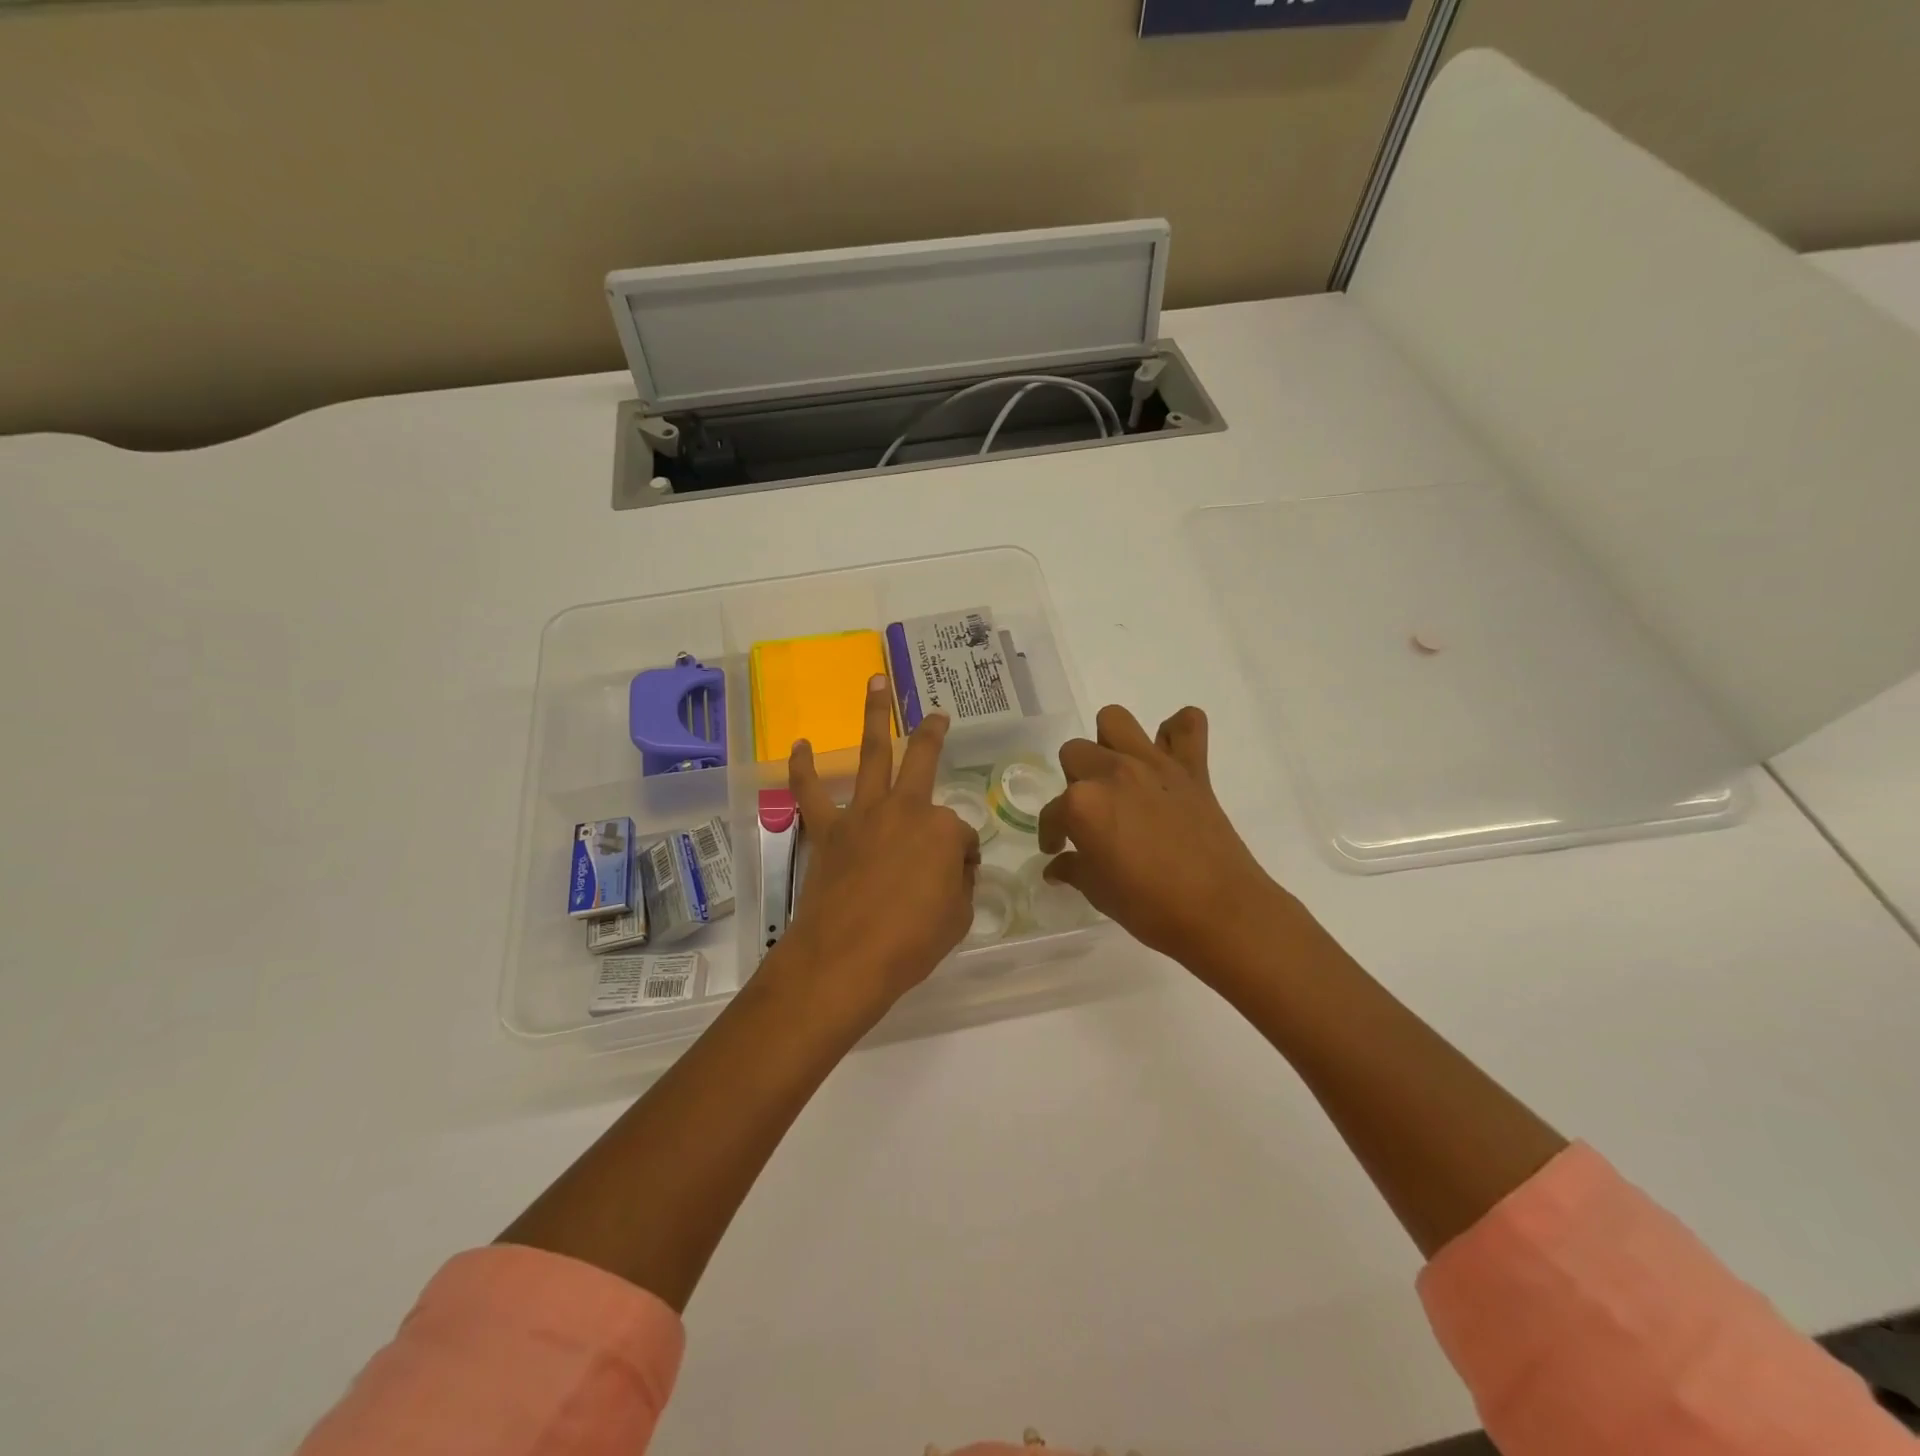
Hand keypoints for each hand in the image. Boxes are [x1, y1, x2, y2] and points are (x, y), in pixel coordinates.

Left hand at [780, 675, 979, 1018]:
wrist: (845, 959)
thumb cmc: (911, 943)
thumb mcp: (958, 917)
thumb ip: (959, 884)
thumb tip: (954, 869)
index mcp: (943, 829)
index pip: (961, 836)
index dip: (961, 859)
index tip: (955, 881)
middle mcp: (905, 808)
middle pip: (922, 759)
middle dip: (931, 733)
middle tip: (936, 715)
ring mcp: (863, 814)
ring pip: (871, 754)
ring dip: (874, 716)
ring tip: (874, 683)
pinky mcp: (827, 830)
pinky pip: (811, 792)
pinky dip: (804, 768)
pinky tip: (800, 746)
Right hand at [1039, 705, 1289, 975]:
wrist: (1220, 912)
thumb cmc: (1150, 907)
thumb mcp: (1099, 893)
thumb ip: (1074, 870)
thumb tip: (1057, 866)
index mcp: (1082, 804)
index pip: (1052, 812)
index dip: (1051, 832)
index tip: (1057, 848)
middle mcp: (1112, 772)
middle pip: (1075, 753)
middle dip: (1074, 781)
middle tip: (1090, 811)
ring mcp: (1153, 764)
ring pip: (1115, 720)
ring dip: (1109, 741)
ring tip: (1117, 773)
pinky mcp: (1192, 767)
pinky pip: (1187, 724)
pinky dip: (1177, 732)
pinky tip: (1169, 755)